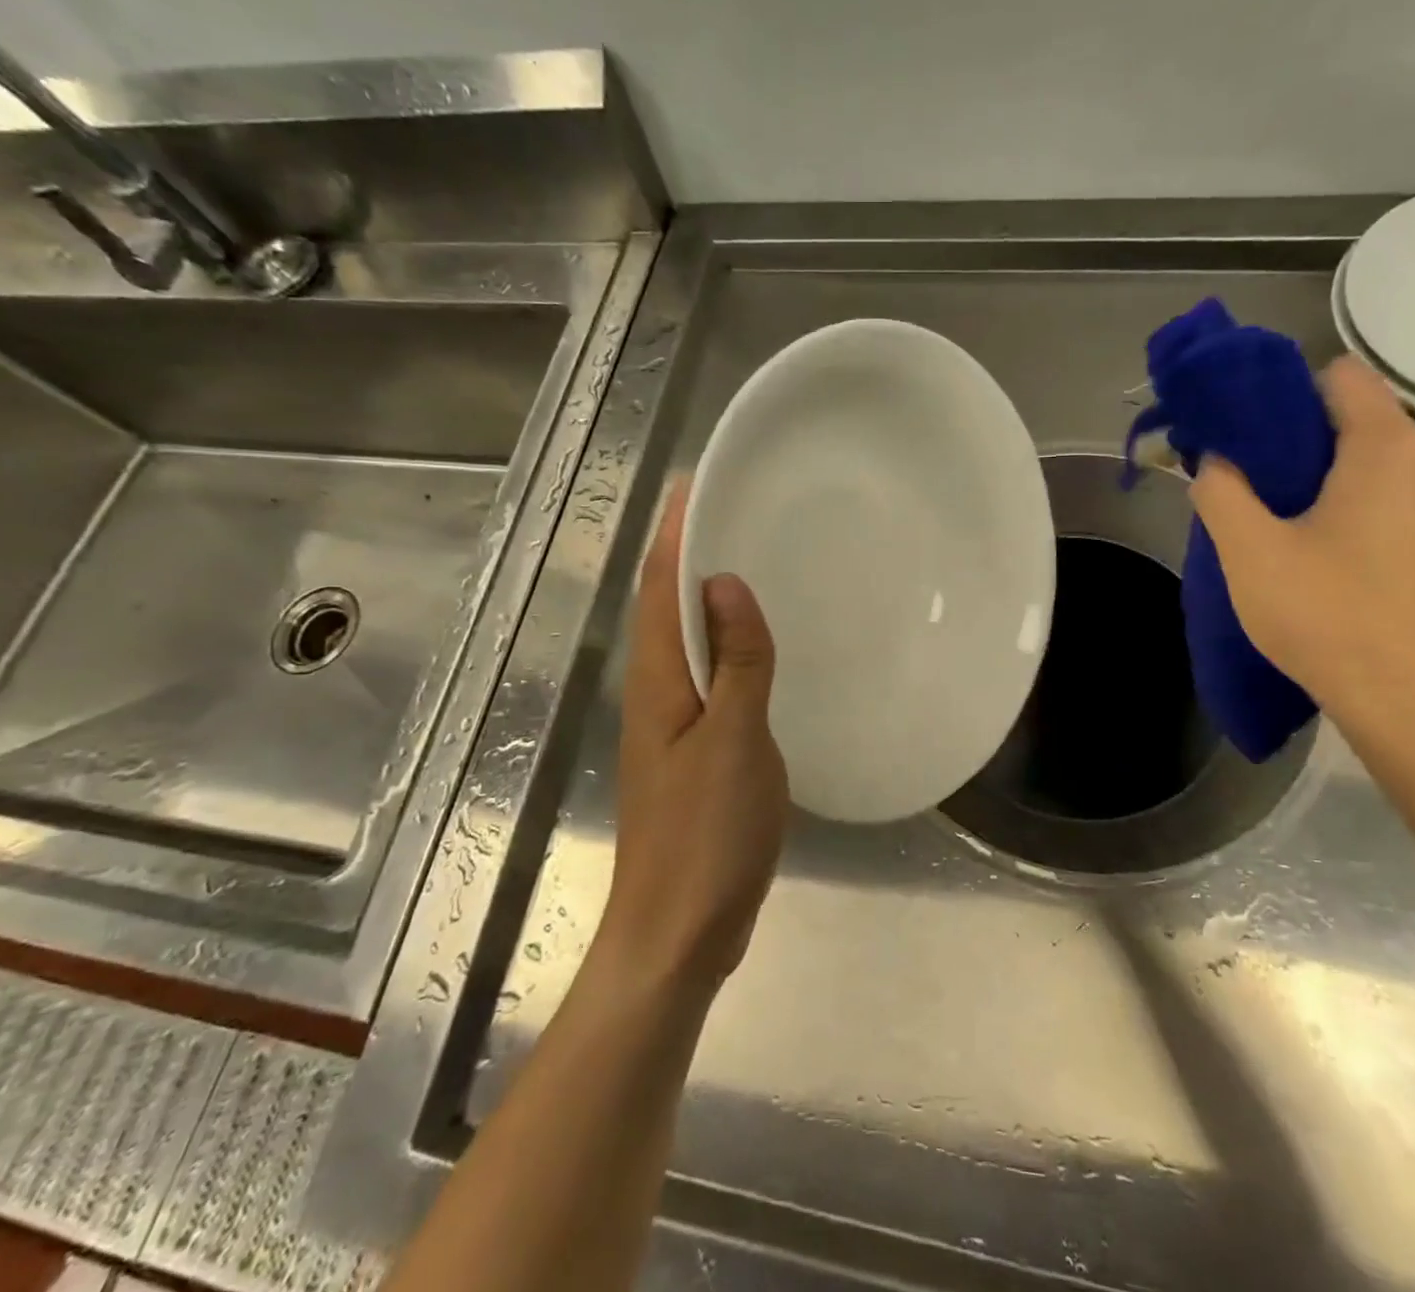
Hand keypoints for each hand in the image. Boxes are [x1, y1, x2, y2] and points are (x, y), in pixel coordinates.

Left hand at [601, 479, 789, 992]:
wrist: (680, 931)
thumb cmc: (706, 835)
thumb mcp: (734, 741)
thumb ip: (735, 661)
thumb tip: (723, 583)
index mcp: (658, 681)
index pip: (659, 587)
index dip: (674, 533)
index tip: (694, 483)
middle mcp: (657, 691)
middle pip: (667, 606)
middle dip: (690, 552)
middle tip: (732, 508)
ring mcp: (674, 723)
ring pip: (688, 640)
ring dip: (708, 595)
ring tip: (749, 556)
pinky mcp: (695, 750)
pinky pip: (710, 675)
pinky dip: (728, 643)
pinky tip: (758, 644)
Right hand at [1190, 355, 1414, 735]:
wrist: (1411, 702)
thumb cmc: (1328, 615)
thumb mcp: (1249, 550)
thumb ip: (1220, 490)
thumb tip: (1216, 461)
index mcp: (1389, 450)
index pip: (1340, 378)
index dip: (1283, 392)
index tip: (1240, 430)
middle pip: (1356, 421)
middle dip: (1295, 441)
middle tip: (1244, 482)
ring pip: (1372, 465)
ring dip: (1320, 478)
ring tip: (1273, 521)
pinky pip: (1390, 499)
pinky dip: (1350, 507)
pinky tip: (1315, 552)